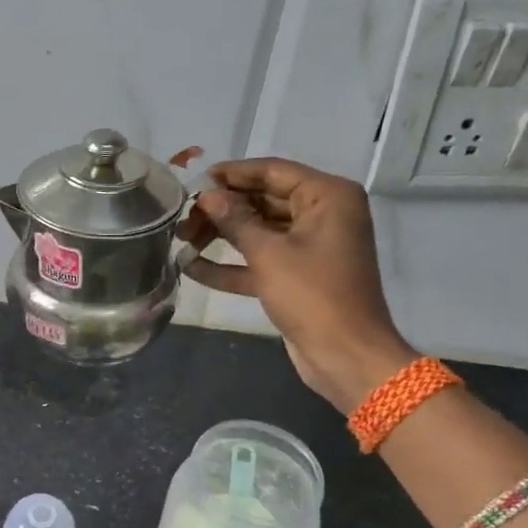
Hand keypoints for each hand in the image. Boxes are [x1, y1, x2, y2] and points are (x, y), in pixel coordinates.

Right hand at [181, 158, 411, 412]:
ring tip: (182, 239)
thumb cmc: (313, 295)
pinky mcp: (297, 277)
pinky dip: (230, 265)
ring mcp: (310, 247)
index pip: (272, 171)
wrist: (345, 356)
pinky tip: (191, 268)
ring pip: (259, 232)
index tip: (194, 179)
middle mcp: (322, 214)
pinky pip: (260, 262)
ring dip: (221, 236)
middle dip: (222, 209)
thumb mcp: (269, 254)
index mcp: (327, 196)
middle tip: (183, 217)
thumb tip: (206, 195)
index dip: (232, 174)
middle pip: (263, 200)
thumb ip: (235, 220)